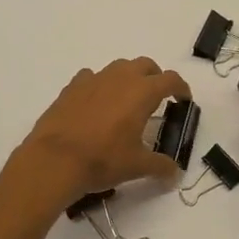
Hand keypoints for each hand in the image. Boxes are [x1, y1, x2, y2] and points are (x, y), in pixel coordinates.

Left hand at [15, 58, 190, 206]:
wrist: (54, 159)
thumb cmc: (102, 159)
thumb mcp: (137, 166)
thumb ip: (160, 166)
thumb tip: (175, 173)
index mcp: (142, 92)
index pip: (170, 80)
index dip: (181, 88)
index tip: (183, 99)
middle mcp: (120, 78)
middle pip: (145, 65)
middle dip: (155, 77)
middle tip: (157, 97)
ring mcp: (93, 79)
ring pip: (118, 67)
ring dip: (128, 78)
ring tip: (127, 100)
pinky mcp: (72, 87)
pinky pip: (92, 77)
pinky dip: (100, 85)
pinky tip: (96, 103)